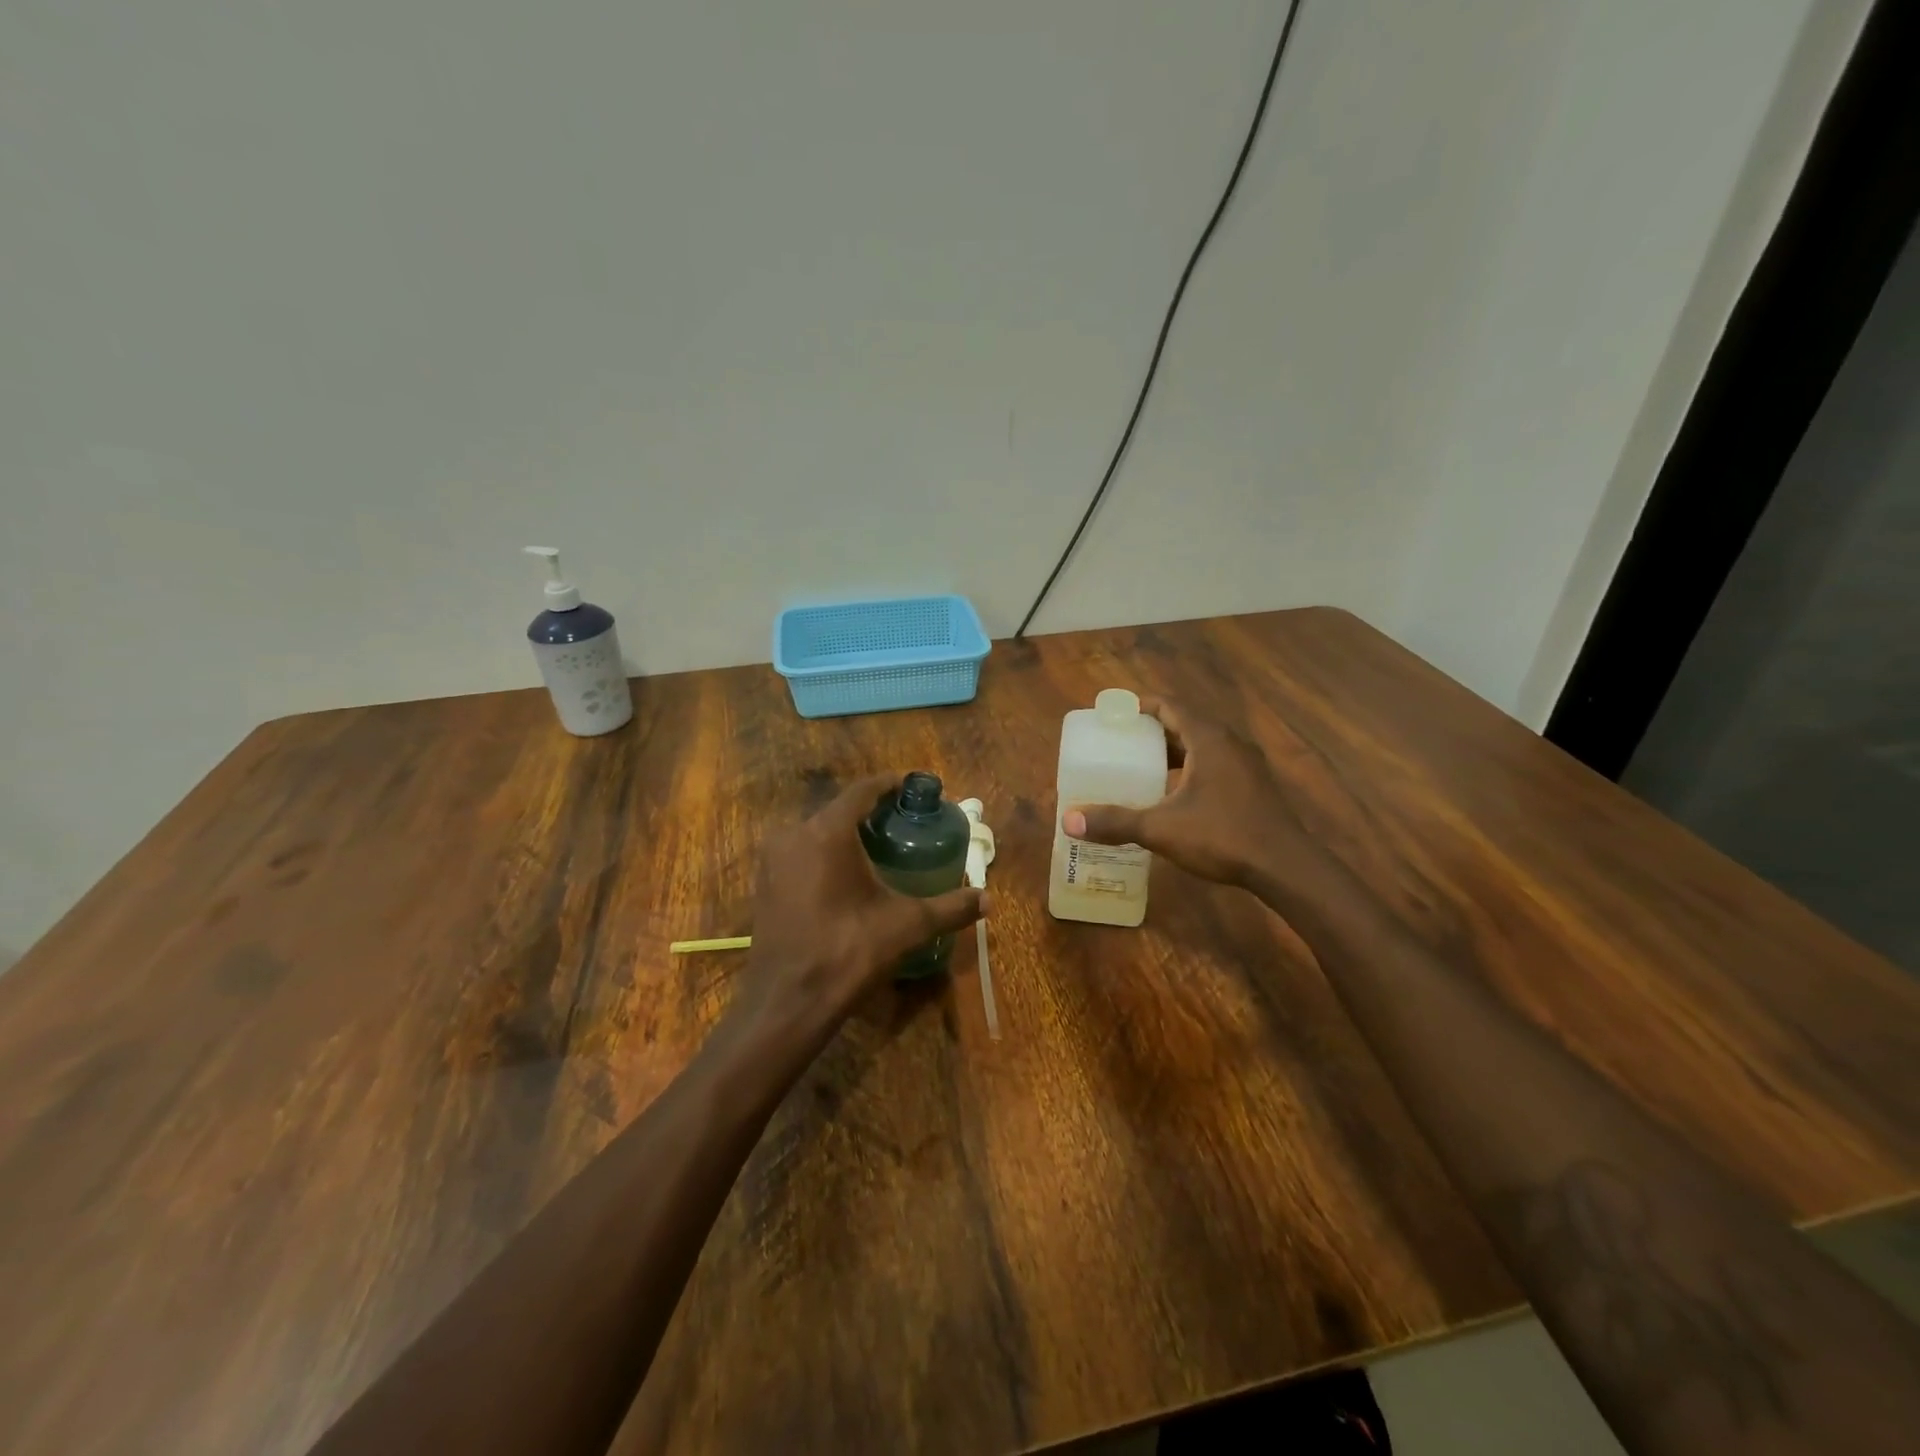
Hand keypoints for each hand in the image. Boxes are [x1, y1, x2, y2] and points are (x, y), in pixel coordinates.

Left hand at [731, 773, 985, 1042]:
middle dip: (870, 812)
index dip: (890, 784)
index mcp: (827, 831)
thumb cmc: (849, 952)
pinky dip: (823, 854)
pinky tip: (845, 875)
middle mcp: (794, 834)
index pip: (862, 790)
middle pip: (838, 809)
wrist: (788, 1002)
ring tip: (878, 847)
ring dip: (845, 834)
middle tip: (902, 822)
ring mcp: (772, 859)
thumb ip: (950, 908)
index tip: (913, 787)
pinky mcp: (763, 884)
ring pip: (816, 832)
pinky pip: (799, 853)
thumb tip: (987, 899)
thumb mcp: (907, 926)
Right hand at [1063, 697, 1328, 890]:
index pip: (1170, 706)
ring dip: (1173, 751)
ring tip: (1141, 765)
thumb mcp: (1161, 828)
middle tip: (1121, 741)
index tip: (1115, 713)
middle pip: (1185, 724)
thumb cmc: (1222, 836)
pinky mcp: (1254, 786)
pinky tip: (1174, 794)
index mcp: (1208, 739)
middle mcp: (1229, 743)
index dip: (1141, 706)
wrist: (1285, 867)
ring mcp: (1246, 765)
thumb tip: (1069, 821)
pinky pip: (1215, 765)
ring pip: (1202, 746)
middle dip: (1152, 730)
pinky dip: (1190, 769)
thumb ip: (1115, 822)